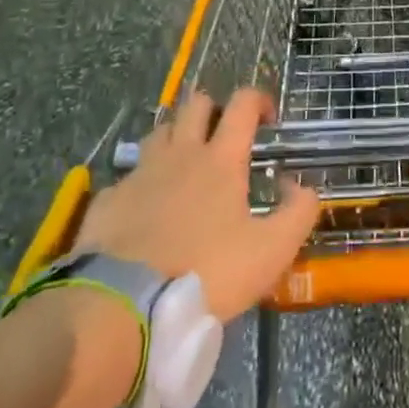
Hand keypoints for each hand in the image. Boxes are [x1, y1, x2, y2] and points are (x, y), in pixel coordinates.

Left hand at [68, 89, 320, 320]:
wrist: (122, 306)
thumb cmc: (206, 272)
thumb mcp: (271, 252)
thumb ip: (298, 213)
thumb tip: (299, 186)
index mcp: (221, 159)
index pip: (242, 104)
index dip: (259, 100)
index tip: (268, 120)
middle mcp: (180, 153)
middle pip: (195, 104)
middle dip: (213, 110)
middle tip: (223, 137)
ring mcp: (140, 173)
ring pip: (160, 132)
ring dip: (176, 137)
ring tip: (185, 165)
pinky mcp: (108, 200)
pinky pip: (129, 177)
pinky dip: (143, 183)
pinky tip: (146, 209)